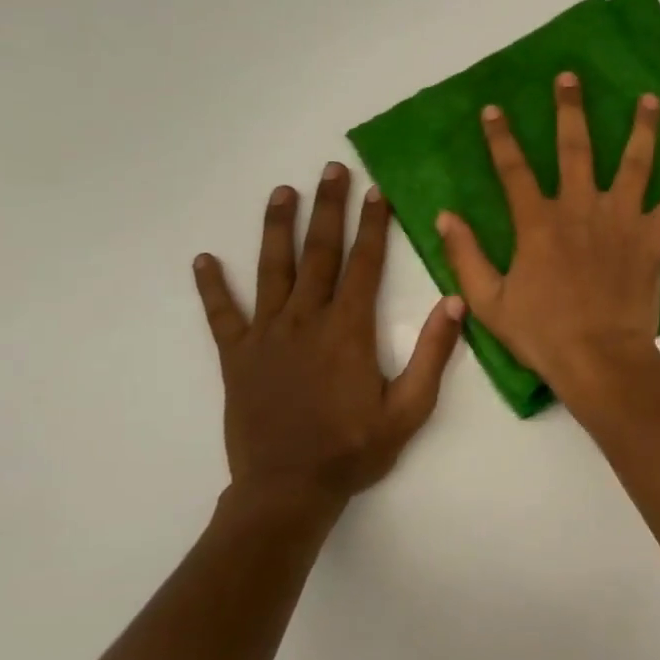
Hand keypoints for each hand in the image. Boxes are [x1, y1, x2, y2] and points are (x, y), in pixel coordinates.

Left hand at [193, 163, 463, 516]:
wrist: (288, 489)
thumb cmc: (355, 448)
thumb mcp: (411, 408)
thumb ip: (434, 353)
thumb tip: (455, 301)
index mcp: (349, 330)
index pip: (364, 264)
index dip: (373, 225)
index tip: (376, 192)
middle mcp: (305, 321)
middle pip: (318, 253)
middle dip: (328, 208)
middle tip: (331, 169)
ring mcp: (266, 337)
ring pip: (271, 271)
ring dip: (277, 228)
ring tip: (281, 192)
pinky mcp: (237, 358)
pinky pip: (222, 315)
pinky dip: (212, 287)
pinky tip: (203, 260)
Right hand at [436, 71, 659, 411]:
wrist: (599, 359)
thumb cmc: (543, 334)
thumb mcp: (489, 302)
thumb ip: (466, 256)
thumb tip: (444, 216)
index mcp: (538, 223)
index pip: (513, 170)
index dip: (501, 138)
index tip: (493, 109)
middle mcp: (581, 209)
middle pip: (576, 148)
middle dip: (571, 110)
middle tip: (571, 77)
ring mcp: (622, 220)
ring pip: (634, 163)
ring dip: (642, 128)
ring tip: (650, 98)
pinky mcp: (653, 239)